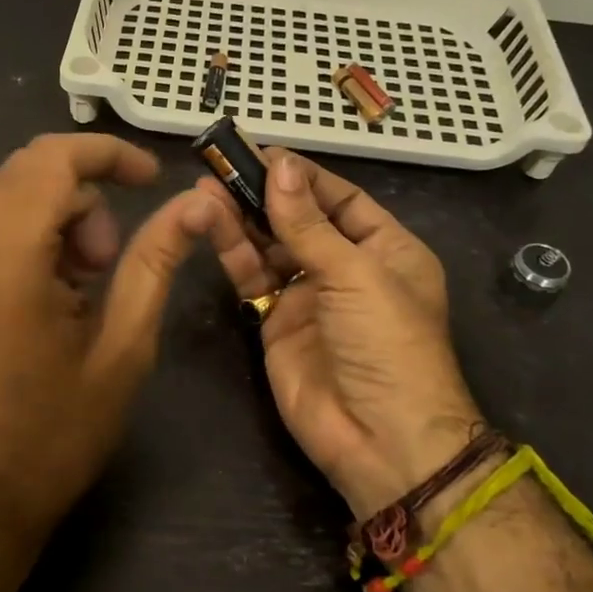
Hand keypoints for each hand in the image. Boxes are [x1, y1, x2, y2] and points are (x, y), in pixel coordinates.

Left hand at [0, 134, 215, 539]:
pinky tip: (56, 290)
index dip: (110, 154)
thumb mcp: (124, 347)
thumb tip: (195, 202)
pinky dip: (35, 233)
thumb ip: (155, 262)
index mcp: (6, 261)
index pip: (53, 160)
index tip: (153, 179)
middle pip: (30, 169)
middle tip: (112, 259)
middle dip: (86, 192)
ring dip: (61, 214)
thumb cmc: (58, 432)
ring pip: (12, 193)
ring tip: (87, 284)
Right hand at [200, 149, 483, 518]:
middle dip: (265, 194)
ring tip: (206, 188)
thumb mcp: (355, 275)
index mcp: (386, 251)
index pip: (341, 199)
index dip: (303, 176)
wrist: (378, 439)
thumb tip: (281, 165)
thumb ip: (308, 224)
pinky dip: (233, 252)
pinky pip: (253, 278)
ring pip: (270, 246)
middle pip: (300, 220)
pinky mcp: (275, 321)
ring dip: (242, 218)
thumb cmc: (386, 344)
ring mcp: (308, 296)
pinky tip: (210, 223)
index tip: (262, 153)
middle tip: (222, 164)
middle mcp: (346, 268)